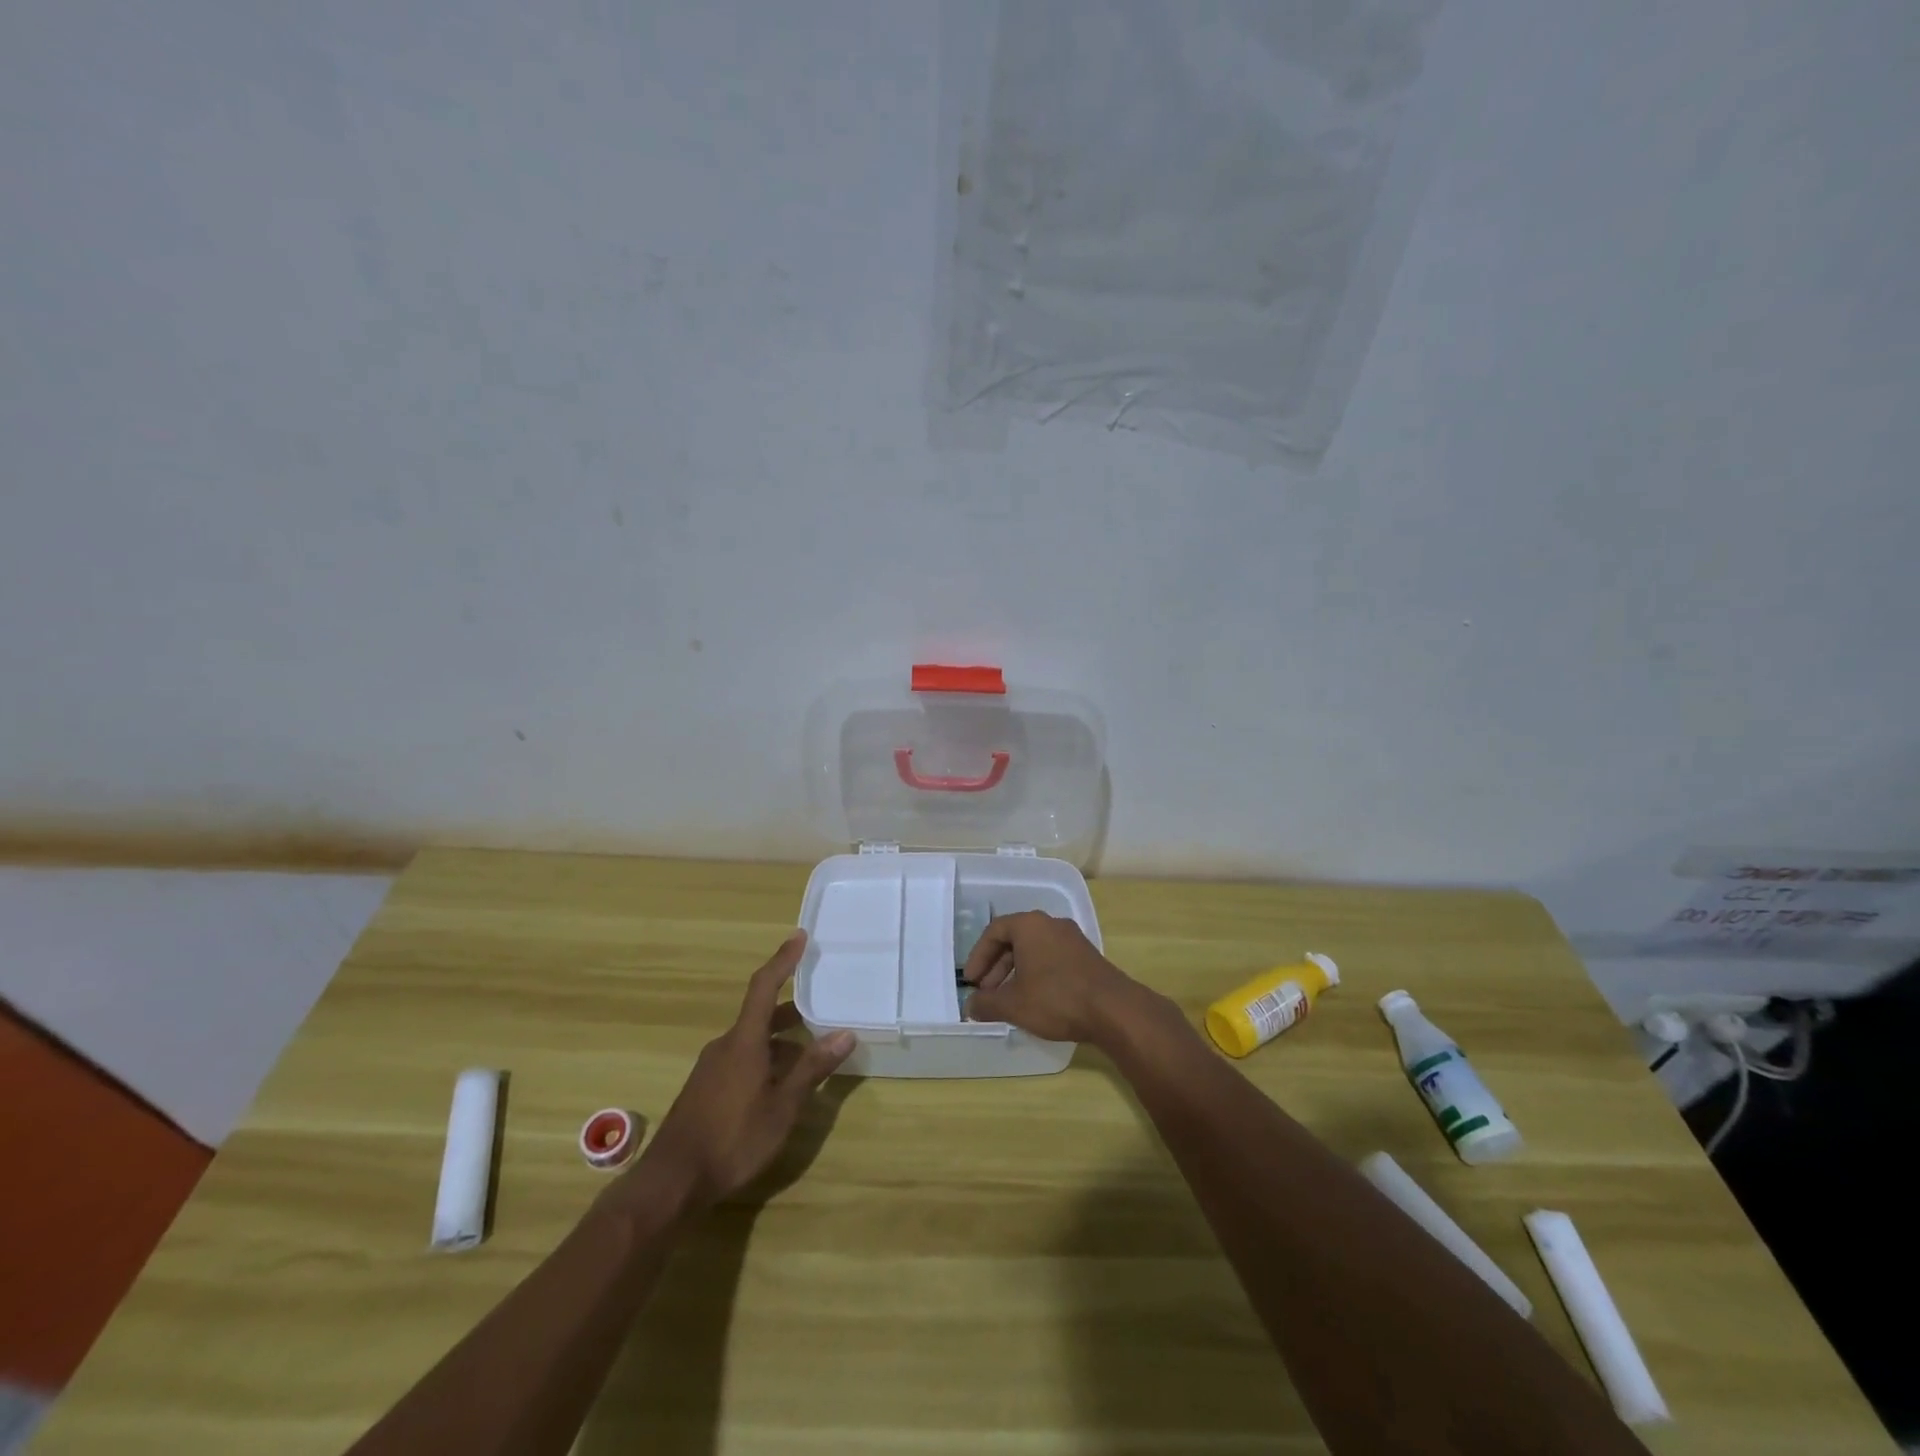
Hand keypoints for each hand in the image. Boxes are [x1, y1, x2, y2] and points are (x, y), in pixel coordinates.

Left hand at [628, 931, 854, 1215]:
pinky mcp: (705, 1089)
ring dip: (781, 1041)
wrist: (670, 1182)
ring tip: (810, 1054)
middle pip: (761, 1014)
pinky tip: (781, 1085)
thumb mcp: (782, 1107)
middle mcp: (725, 1045)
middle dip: (792, 1011)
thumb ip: (812, 1069)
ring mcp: (712, 1068)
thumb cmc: (732, 1139)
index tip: (800, 937)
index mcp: (744, 1041)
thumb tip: (845, 1033)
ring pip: (752, 1040)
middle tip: (822, 1008)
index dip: (783, 960)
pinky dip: (766, 1059)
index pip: (765, 986)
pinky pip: (742, 1059)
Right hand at [960, 910, 1144, 1046]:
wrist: (1113, 1009)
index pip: (994, 931)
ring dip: (1015, 973)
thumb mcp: (1013, 1004)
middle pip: (1014, 940)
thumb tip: (969, 1006)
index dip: (978, 956)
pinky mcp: (1086, 956)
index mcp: (1030, 925)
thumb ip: (986, 1003)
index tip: (970, 981)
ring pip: (1034, 951)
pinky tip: (1034, 1000)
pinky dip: (1036, 975)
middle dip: (996, 967)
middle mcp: (1051, 924)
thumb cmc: (1056, 998)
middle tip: (987, 993)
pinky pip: (1051, 959)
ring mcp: (1072, 939)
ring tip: (1008, 1001)